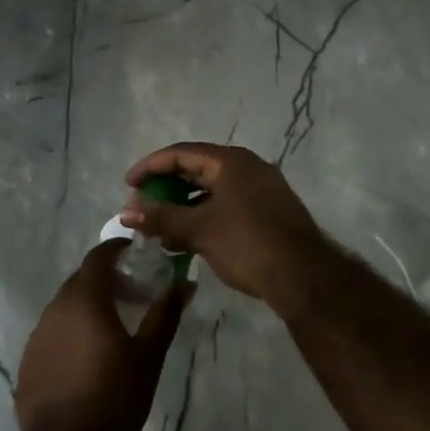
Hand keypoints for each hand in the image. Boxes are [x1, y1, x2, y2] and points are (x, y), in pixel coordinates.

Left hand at [15, 241, 190, 430]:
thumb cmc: (114, 398)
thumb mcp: (149, 355)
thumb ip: (165, 314)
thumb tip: (184, 283)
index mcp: (84, 299)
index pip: (98, 257)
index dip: (116, 250)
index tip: (135, 253)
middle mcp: (55, 308)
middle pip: (81, 281)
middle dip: (107, 281)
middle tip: (134, 295)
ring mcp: (37, 335)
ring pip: (66, 307)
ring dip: (89, 307)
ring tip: (114, 327)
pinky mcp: (29, 361)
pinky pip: (54, 333)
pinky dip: (72, 331)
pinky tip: (88, 357)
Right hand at [121, 143, 331, 311]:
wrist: (304, 278)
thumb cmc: (247, 244)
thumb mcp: (199, 230)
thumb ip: (161, 217)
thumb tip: (125, 211)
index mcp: (231, 161)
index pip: (181, 153)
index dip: (150, 166)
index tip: (128, 184)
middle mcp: (247, 167)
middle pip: (197, 168)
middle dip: (166, 186)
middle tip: (143, 203)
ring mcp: (261, 188)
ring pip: (212, 189)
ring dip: (184, 204)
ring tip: (161, 225)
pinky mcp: (268, 210)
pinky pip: (226, 203)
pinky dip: (203, 215)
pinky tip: (188, 238)